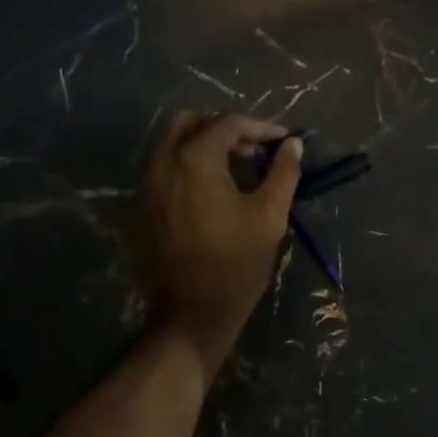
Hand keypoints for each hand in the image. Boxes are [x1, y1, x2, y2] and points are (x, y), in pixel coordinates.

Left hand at [140, 111, 302, 377]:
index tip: (284, 143)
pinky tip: (216, 194)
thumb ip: (283, 173)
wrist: (192, 313)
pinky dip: (191, 168)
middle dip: (226, 130)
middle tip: (255, 152)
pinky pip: (167, 170)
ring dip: (207, 148)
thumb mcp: (270, 216)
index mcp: (195, 160)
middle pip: (192, 123)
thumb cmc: (237, 264)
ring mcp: (149, 185)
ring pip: (175, 146)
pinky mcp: (144, 207)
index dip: (261, 128)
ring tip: (239, 173)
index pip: (229, 124)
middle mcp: (164, 163)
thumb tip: (293, 145)